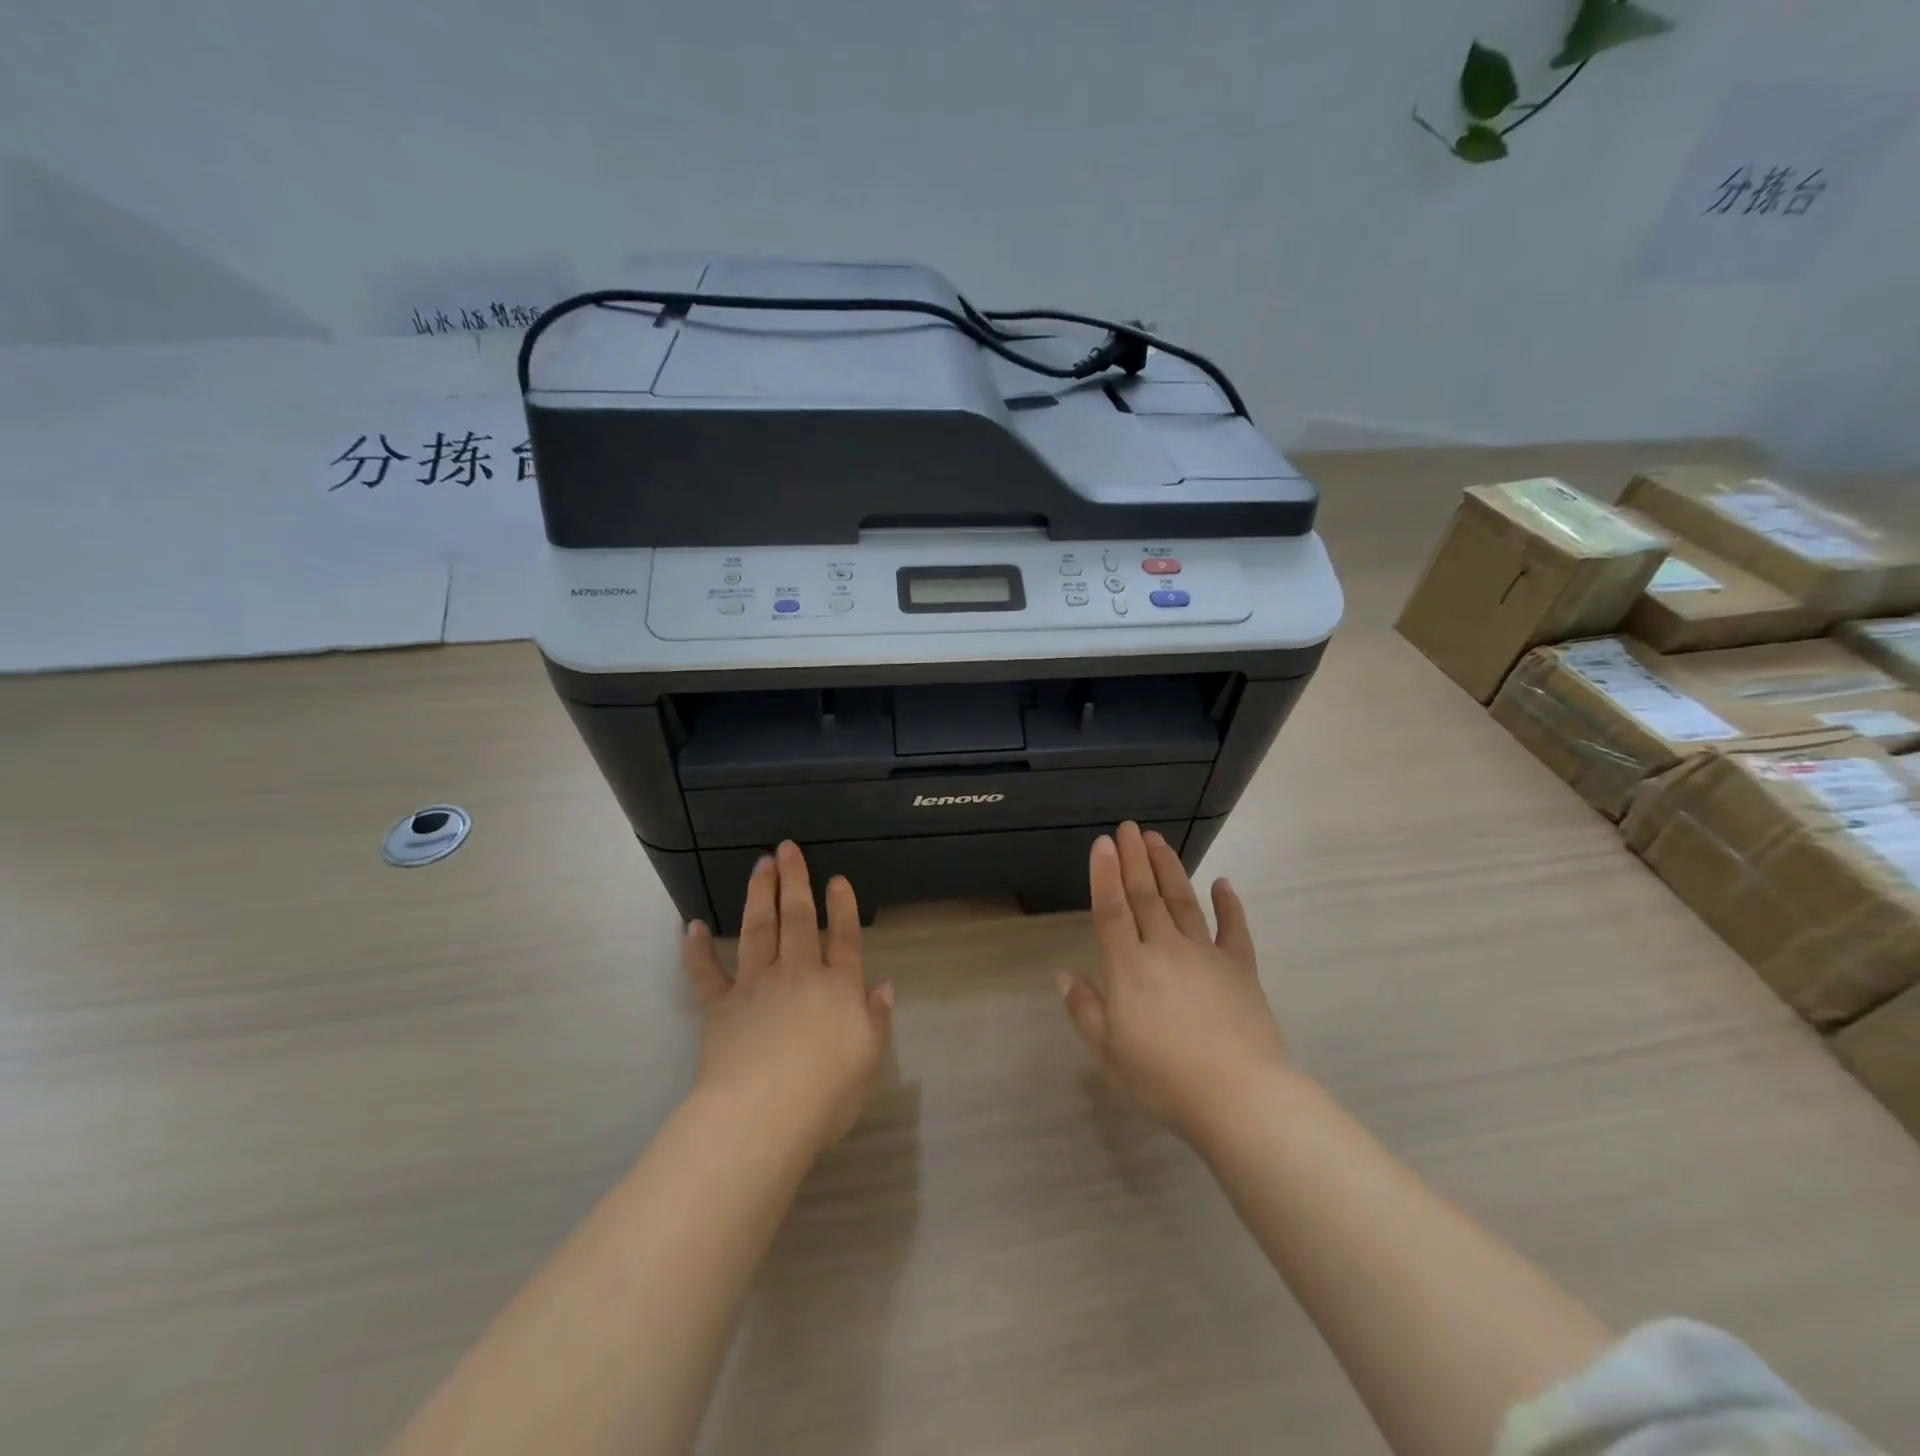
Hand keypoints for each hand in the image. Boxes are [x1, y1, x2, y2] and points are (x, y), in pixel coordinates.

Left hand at [681, 842, 892, 1150]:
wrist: (761, 1114)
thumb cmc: (825, 1094)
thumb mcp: (868, 1059)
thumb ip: (876, 1018)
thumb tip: (883, 985)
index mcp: (837, 986)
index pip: (844, 938)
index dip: (843, 907)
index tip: (837, 878)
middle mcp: (798, 973)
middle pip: (798, 919)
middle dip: (795, 881)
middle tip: (787, 848)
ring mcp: (756, 985)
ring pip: (758, 929)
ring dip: (760, 894)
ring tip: (760, 864)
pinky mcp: (719, 1006)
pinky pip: (706, 972)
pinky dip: (697, 949)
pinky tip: (692, 925)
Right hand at [1059, 822, 1286, 1141]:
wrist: (1239, 1095)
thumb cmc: (1164, 1078)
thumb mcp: (1109, 1051)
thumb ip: (1085, 1009)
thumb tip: (1062, 974)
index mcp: (1129, 967)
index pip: (1112, 909)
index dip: (1105, 874)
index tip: (1103, 842)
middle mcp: (1164, 948)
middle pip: (1146, 895)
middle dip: (1135, 858)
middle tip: (1129, 826)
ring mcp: (1205, 954)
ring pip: (1183, 900)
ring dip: (1169, 868)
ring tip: (1158, 840)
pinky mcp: (1239, 967)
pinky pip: (1233, 928)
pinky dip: (1229, 903)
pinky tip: (1223, 883)